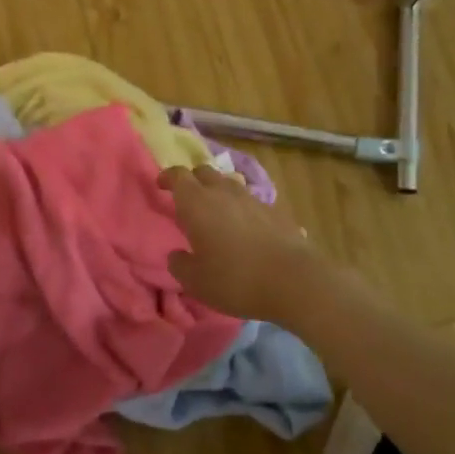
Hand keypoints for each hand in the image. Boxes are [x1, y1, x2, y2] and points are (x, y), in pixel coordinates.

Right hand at [160, 164, 324, 321]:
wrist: (293, 281)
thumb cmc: (235, 279)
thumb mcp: (195, 281)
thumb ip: (179, 264)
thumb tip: (177, 255)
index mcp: (197, 203)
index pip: (178, 175)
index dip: (167, 177)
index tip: (161, 186)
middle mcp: (223, 192)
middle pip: (204, 172)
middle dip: (192, 180)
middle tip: (187, 198)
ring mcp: (252, 199)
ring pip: (229, 184)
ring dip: (218, 192)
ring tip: (215, 212)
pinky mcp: (275, 211)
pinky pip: (250, 201)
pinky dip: (241, 208)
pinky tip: (243, 228)